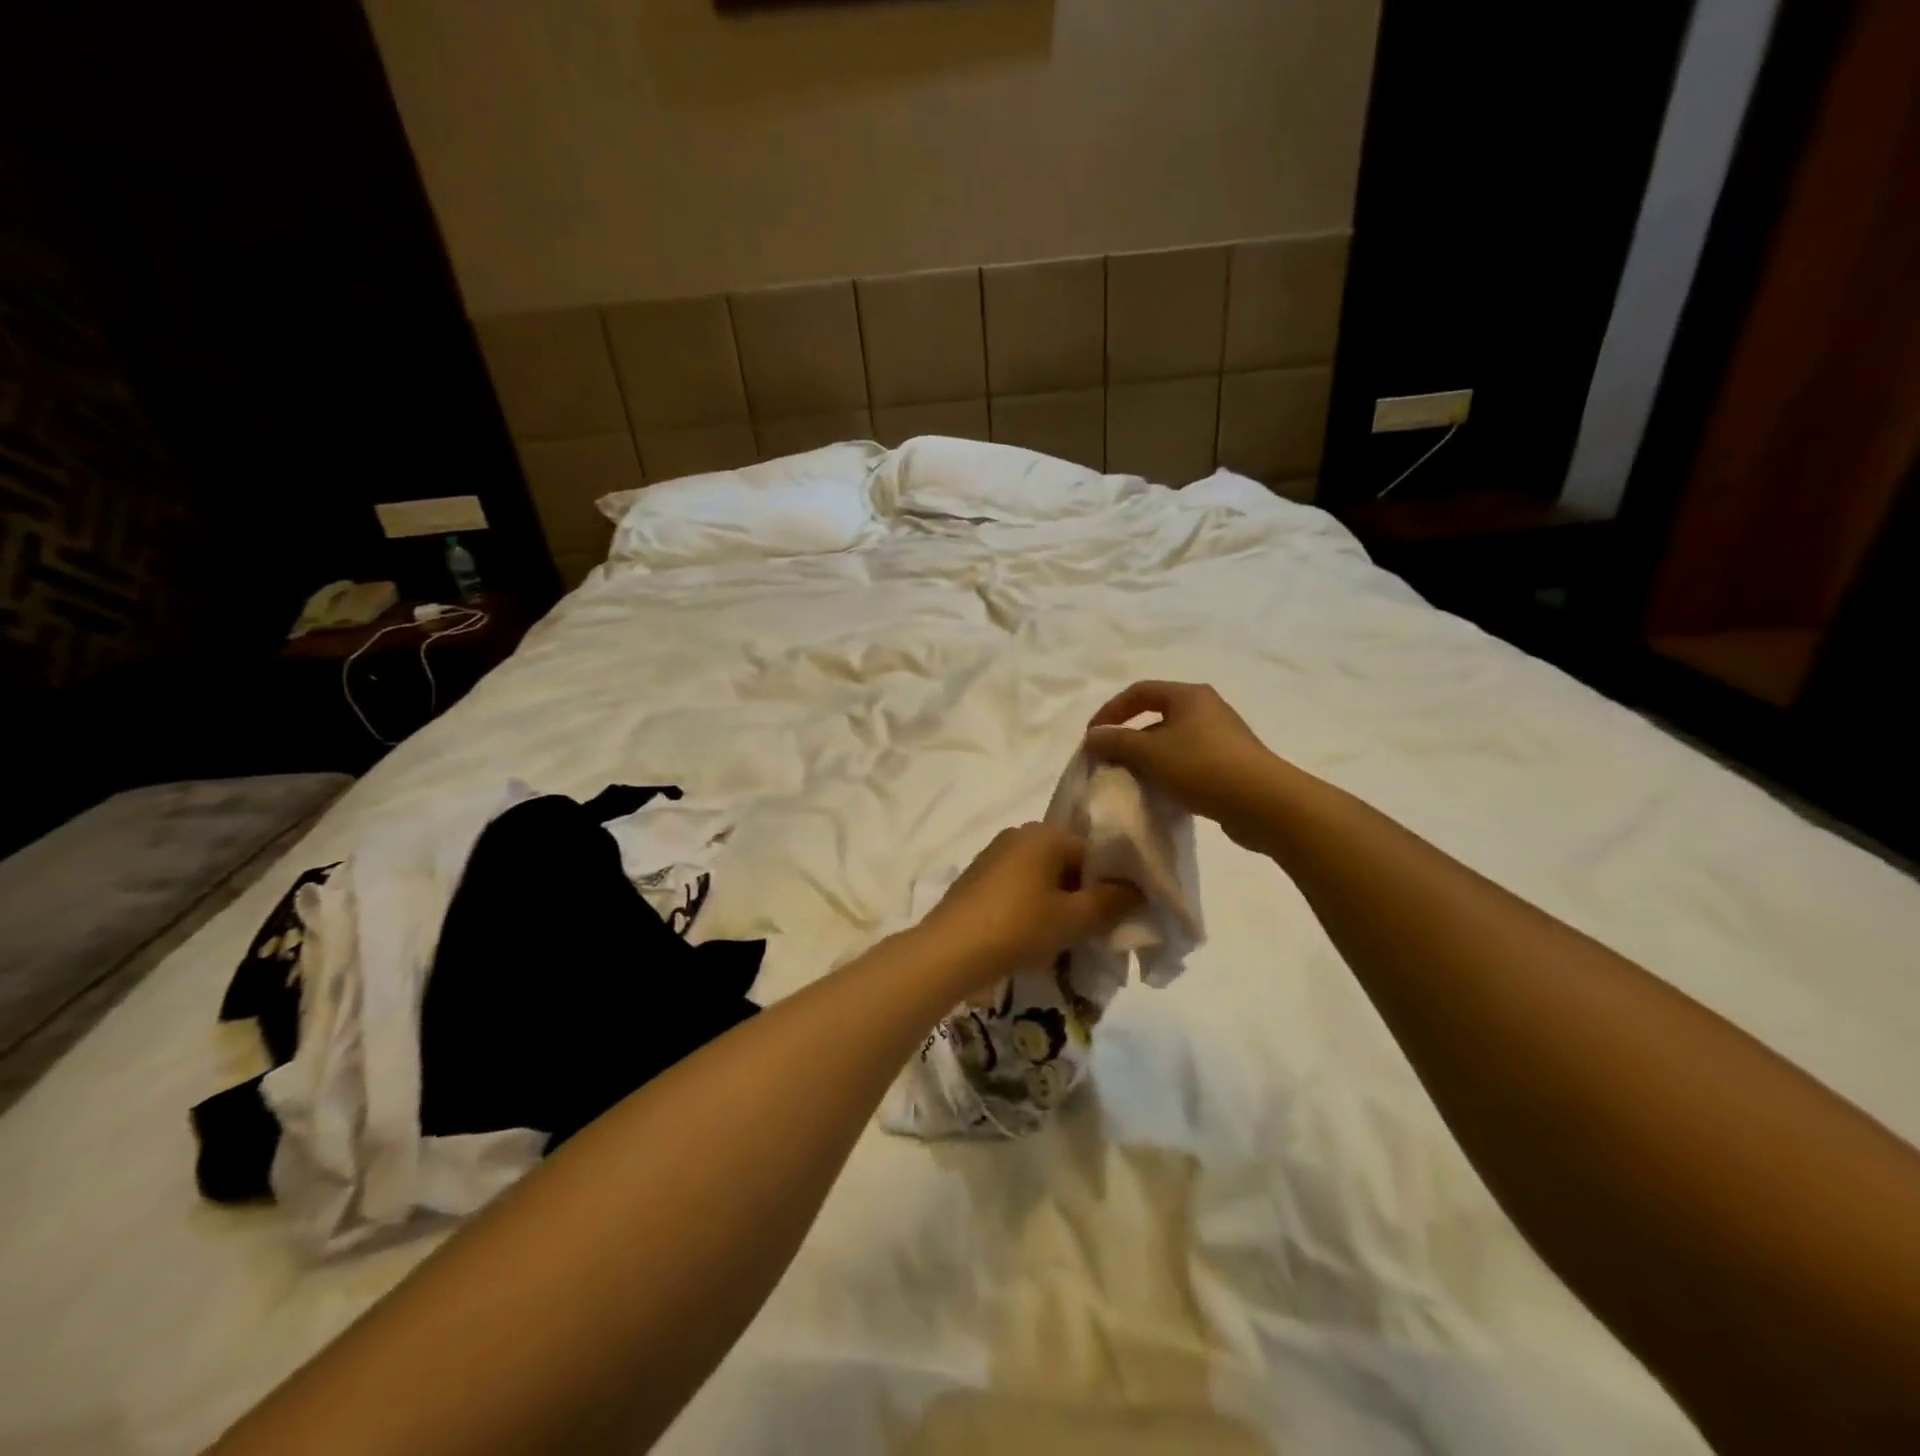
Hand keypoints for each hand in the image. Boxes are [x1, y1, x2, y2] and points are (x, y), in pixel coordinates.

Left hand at [916, 823, 1139, 995]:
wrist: (950, 950)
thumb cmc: (1019, 926)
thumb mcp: (1074, 918)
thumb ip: (1112, 901)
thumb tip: (1139, 889)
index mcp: (1044, 833)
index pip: (1095, 851)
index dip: (1113, 883)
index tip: (1121, 915)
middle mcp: (1018, 834)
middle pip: (1067, 862)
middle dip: (1084, 895)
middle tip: (1096, 931)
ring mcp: (993, 855)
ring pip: (1042, 877)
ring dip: (1058, 903)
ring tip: (1066, 939)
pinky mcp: (977, 878)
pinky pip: (1018, 887)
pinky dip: (1032, 907)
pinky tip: (1034, 937)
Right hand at [1084, 681, 1284, 846]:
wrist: (1263, 803)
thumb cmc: (1202, 767)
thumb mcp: (1149, 753)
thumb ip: (1116, 742)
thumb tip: (1093, 736)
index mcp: (1188, 695)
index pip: (1139, 691)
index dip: (1111, 711)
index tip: (1092, 737)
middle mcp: (1207, 708)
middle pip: (1157, 715)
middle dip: (1129, 737)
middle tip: (1110, 760)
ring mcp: (1222, 736)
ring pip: (1173, 741)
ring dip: (1148, 757)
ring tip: (1132, 780)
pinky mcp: (1231, 763)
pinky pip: (1189, 761)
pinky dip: (1169, 772)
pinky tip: (1162, 793)